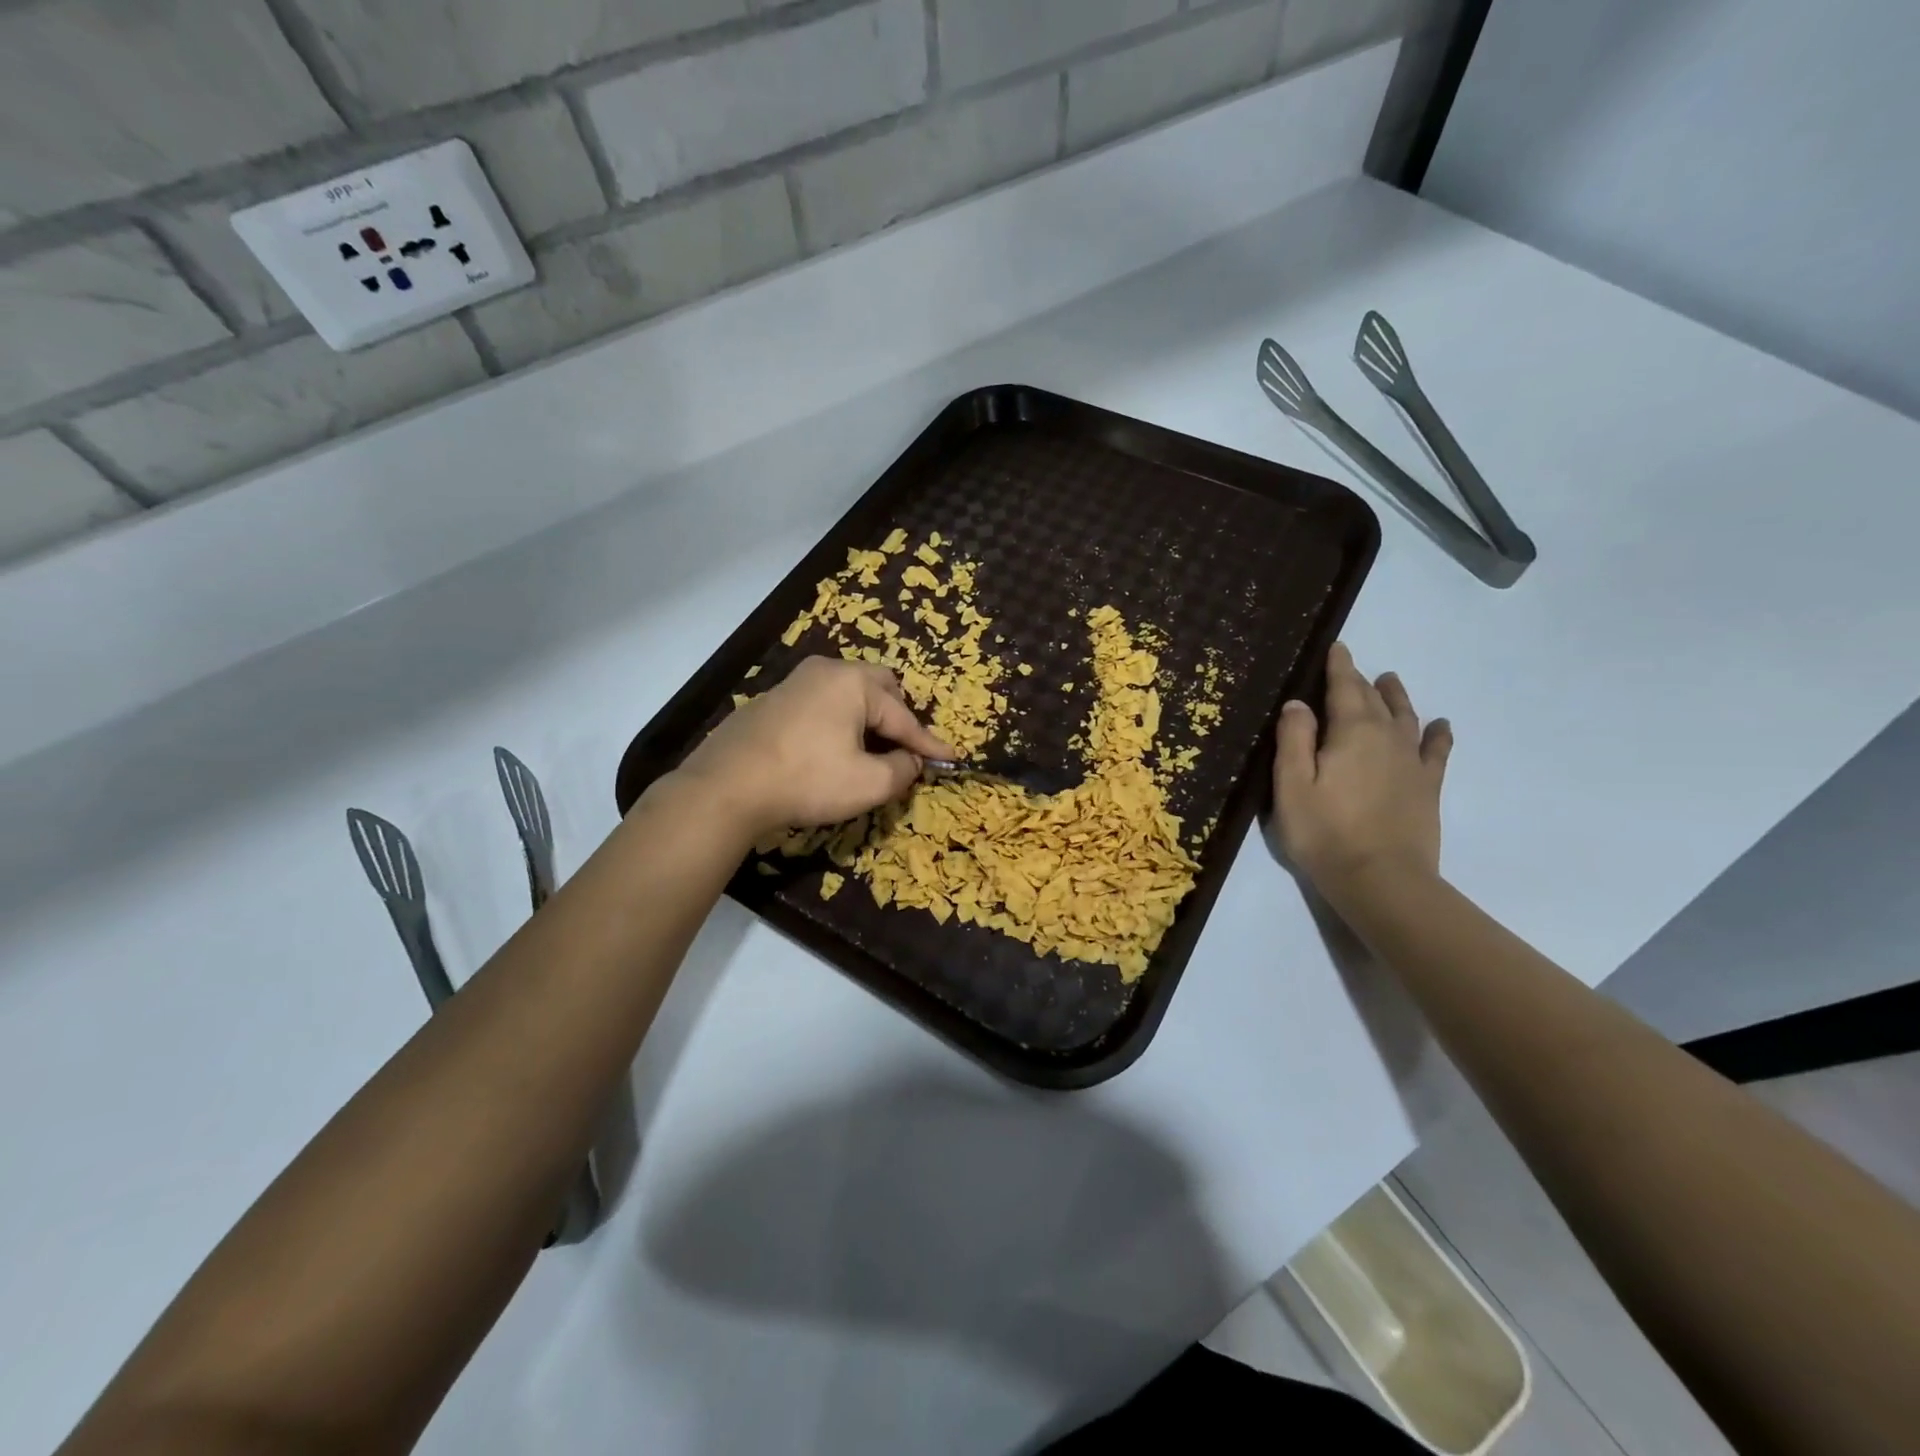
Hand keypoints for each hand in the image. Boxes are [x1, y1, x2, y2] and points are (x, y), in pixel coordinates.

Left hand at [675, 657, 956, 836]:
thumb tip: (911, 761)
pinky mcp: (773, 701)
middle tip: (904, 748)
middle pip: (878, 688)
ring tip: (871, 749)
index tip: (950, 758)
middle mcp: (826, 671)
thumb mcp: (869, 784)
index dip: (928, 743)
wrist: (728, 786)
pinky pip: (821, 704)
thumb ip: (902, 770)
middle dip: (897, 717)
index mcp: (854, 683)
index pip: (904, 716)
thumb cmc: (807, 780)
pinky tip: (831, 749)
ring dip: (867, 719)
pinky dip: (838, 722)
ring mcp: (795, 682)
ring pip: (847, 694)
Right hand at [1273, 642, 1452, 892]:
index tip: (1337, 647)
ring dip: (1397, 697)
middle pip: (1374, 700)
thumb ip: (1294, 739)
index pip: (1344, 688)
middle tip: (1353, 667)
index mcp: (1351, 732)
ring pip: (1406, 717)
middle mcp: (1387, 737)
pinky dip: (1438, 734)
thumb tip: (1298, 703)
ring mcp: (1412, 763)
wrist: (1381, 880)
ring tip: (1391, 681)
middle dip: (1361, 680)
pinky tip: (1440, 726)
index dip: (1339, 666)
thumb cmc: (1324, 832)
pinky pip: (1436, 751)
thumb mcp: (1291, 785)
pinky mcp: (1427, 787)